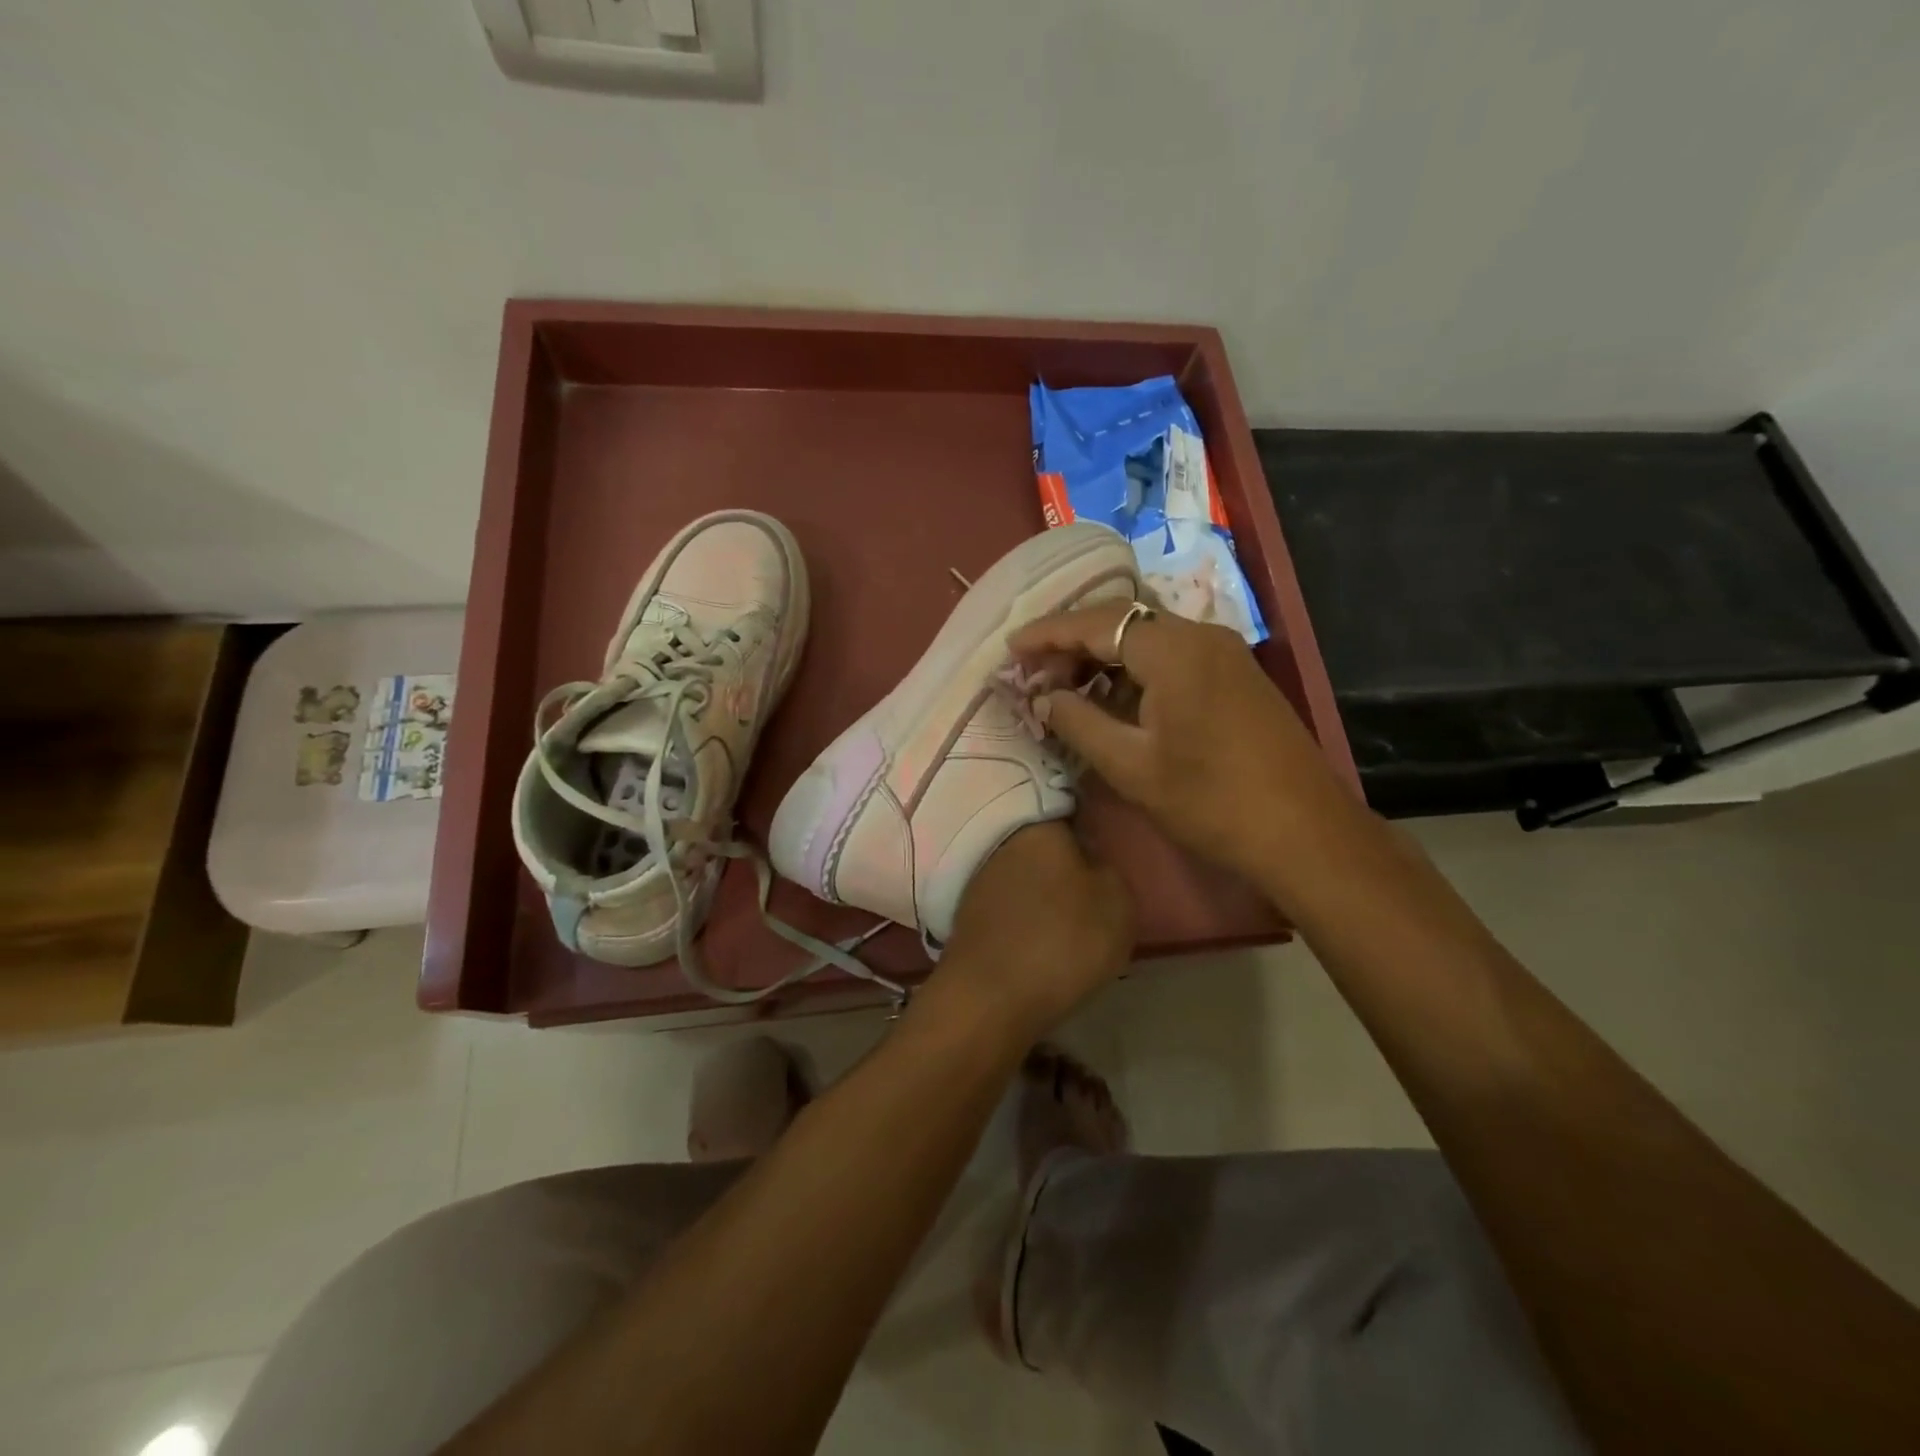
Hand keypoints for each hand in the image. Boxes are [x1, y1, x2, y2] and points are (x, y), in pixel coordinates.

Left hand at [930, 821, 1133, 1038]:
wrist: (989, 999)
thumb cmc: (1062, 939)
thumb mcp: (1117, 900)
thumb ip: (1108, 868)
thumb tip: (1089, 859)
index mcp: (1039, 825)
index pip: (1068, 807)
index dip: (1090, 824)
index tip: (1105, 845)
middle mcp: (1002, 841)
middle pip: (1043, 843)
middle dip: (1065, 861)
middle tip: (1093, 888)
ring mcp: (979, 878)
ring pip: (1024, 874)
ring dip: (1043, 890)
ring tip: (1070, 920)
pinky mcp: (967, 913)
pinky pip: (1008, 904)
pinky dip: (1023, 916)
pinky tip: (1040, 938)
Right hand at [1009, 603, 1355, 885]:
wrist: (1304, 833)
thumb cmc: (1210, 801)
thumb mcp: (1130, 765)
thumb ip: (1077, 721)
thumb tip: (1042, 696)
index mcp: (1173, 649)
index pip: (1096, 623)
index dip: (1047, 634)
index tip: (1009, 649)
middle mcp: (1200, 635)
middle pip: (1122, 621)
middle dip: (1072, 642)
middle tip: (1034, 672)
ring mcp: (1224, 652)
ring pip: (1147, 638)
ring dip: (1103, 656)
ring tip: (1064, 687)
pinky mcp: (1235, 675)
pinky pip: (1172, 656)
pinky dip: (1134, 669)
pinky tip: (1113, 698)